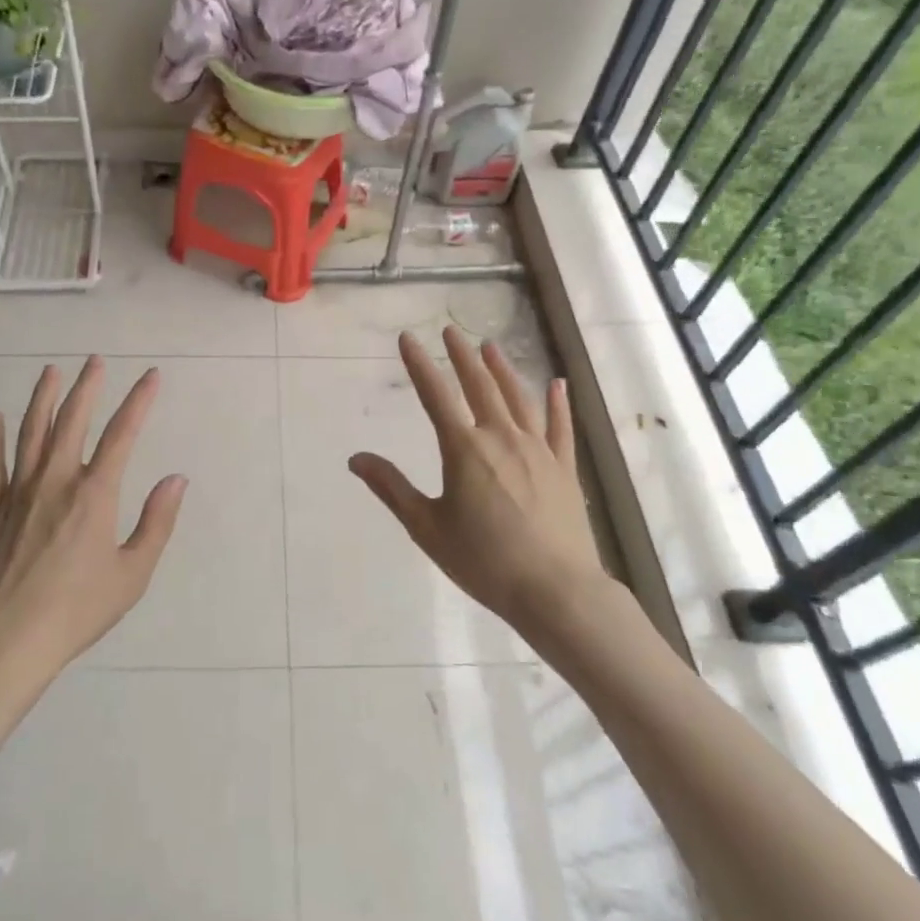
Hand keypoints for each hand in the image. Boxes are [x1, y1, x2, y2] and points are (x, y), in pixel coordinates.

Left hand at [0, 357, 187, 689]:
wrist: (5, 643)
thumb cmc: (76, 610)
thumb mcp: (132, 574)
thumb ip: (156, 522)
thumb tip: (176, 478)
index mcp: (95, 494)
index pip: (123, 434)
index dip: (139, 401)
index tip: (150, 376)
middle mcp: (56, 481)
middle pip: (72, 421)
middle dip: (87, 387)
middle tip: (94, 361)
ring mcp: (18, 493)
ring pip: (30, 432)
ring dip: (42, 398)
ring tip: (50, 371)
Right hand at [349, 328, 608, 635]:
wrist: (555, 590)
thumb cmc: (484, 561)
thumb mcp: (427, 527)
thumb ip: (392, 488)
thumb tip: (355, 458)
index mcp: (464, 449)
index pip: (435, 396)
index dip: (419, 365)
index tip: (408, 338)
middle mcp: (501, 438)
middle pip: (479, 386)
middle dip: (461, 356)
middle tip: (451, 330)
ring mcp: (537, 449)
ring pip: (518, 398)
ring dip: (502, 369)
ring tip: (490, 346)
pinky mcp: (564, 467)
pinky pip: (560, 426)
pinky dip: (558, 403)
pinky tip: (559, 385)